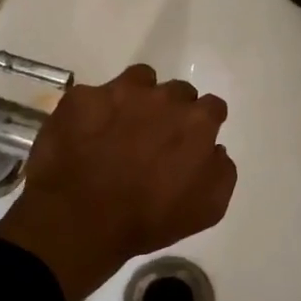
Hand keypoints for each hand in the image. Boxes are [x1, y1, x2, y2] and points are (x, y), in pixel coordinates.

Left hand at [0, 65, 236, 300]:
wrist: (80, 221)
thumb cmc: (149, 220)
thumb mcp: (208, 208)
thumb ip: (221, 171)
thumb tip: (214, 150)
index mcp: (196, 122)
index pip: (212, 108)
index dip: (205, 124)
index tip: (193, 140)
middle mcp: (162, 98)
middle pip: (177, 92)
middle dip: (172, 111)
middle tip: (156, 138)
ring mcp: (118, 93)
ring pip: (139, 80)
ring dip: (139, 98)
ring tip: (124, 125)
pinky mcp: (81, 98)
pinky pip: (95, 95)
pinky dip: (95, 111)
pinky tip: (87, 134)